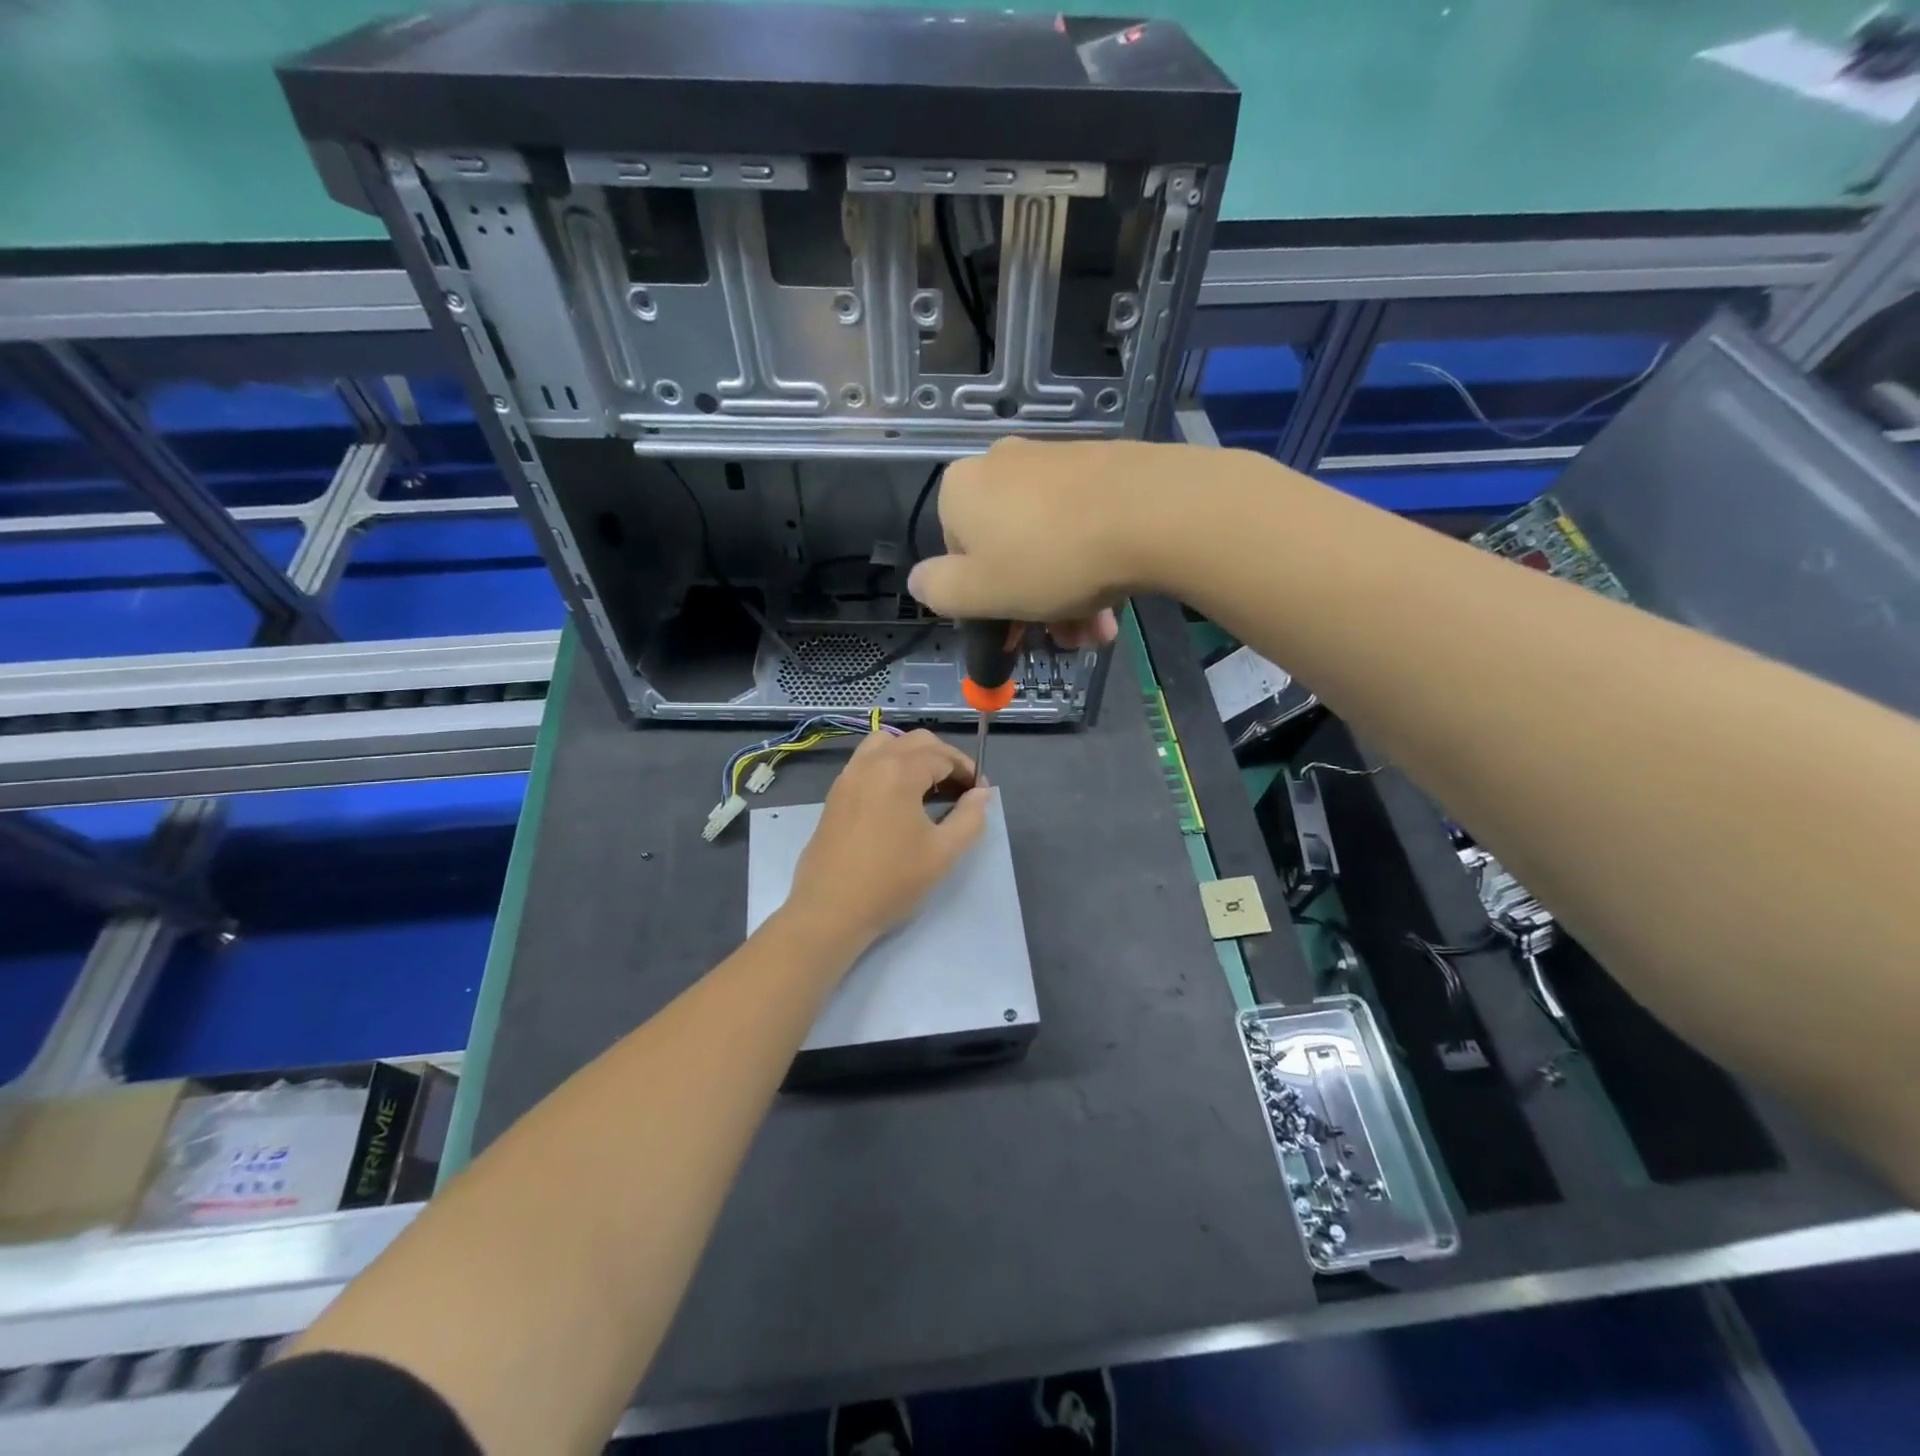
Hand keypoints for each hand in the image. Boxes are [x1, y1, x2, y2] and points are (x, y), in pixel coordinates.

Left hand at [783, 729, 987, 954]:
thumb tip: (981, 793)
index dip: (966, 770)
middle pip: (915, 741)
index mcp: (899, 771)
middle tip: (960, 788)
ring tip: (927, 786)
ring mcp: (848, 776)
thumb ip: (970, 817)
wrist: (830, 910)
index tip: (980, 792)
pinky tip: (898, 798)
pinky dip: (888, 764)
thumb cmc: (891, 881)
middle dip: (943, 757)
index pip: (942, 755)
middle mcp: (871, 763)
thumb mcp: (943, 853)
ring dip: (912, 755)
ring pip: (886, 743)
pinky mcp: (835, 793)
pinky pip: (866, 761)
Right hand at [907, 438, 1178, 647]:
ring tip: (1097, 633)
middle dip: (1033, 607)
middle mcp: (1001, 464)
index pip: (957, 556)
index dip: (984, 601)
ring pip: (1048, 544)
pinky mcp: (1100, 465)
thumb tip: (918, 581)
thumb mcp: (978, 593)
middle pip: (1006, 551)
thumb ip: (937, 591)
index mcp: (961, 490)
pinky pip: (1081, 524)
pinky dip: (1090, 565)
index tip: (1015, 631)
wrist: (1150, 513)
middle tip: (1064, 640)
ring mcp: (1054, 460)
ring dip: (1066, 598)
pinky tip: (1114, 602)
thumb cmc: (1049, 560)